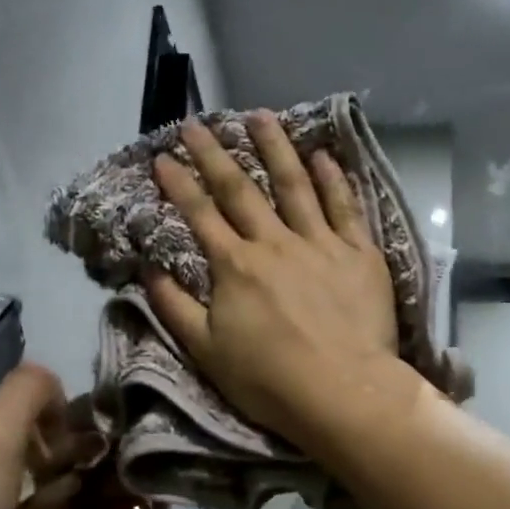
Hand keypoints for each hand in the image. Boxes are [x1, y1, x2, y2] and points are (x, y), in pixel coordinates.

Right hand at [147, 112, 406, 447]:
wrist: (342, 391)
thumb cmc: (268, 379)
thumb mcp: (206, 351)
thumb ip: (175, 307)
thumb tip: (150, 269)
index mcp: (235, 266)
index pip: (200, 214)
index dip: (179, 183)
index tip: (162, 156)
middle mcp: (275, 243)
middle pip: (241, 189)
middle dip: (215, 153)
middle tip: (197, 122)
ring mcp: (320, 243)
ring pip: (295, 184)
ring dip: (275, 148)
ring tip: (260, 117)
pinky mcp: (359, 253)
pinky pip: (345, 206)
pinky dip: (333, 178)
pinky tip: (323, 155)